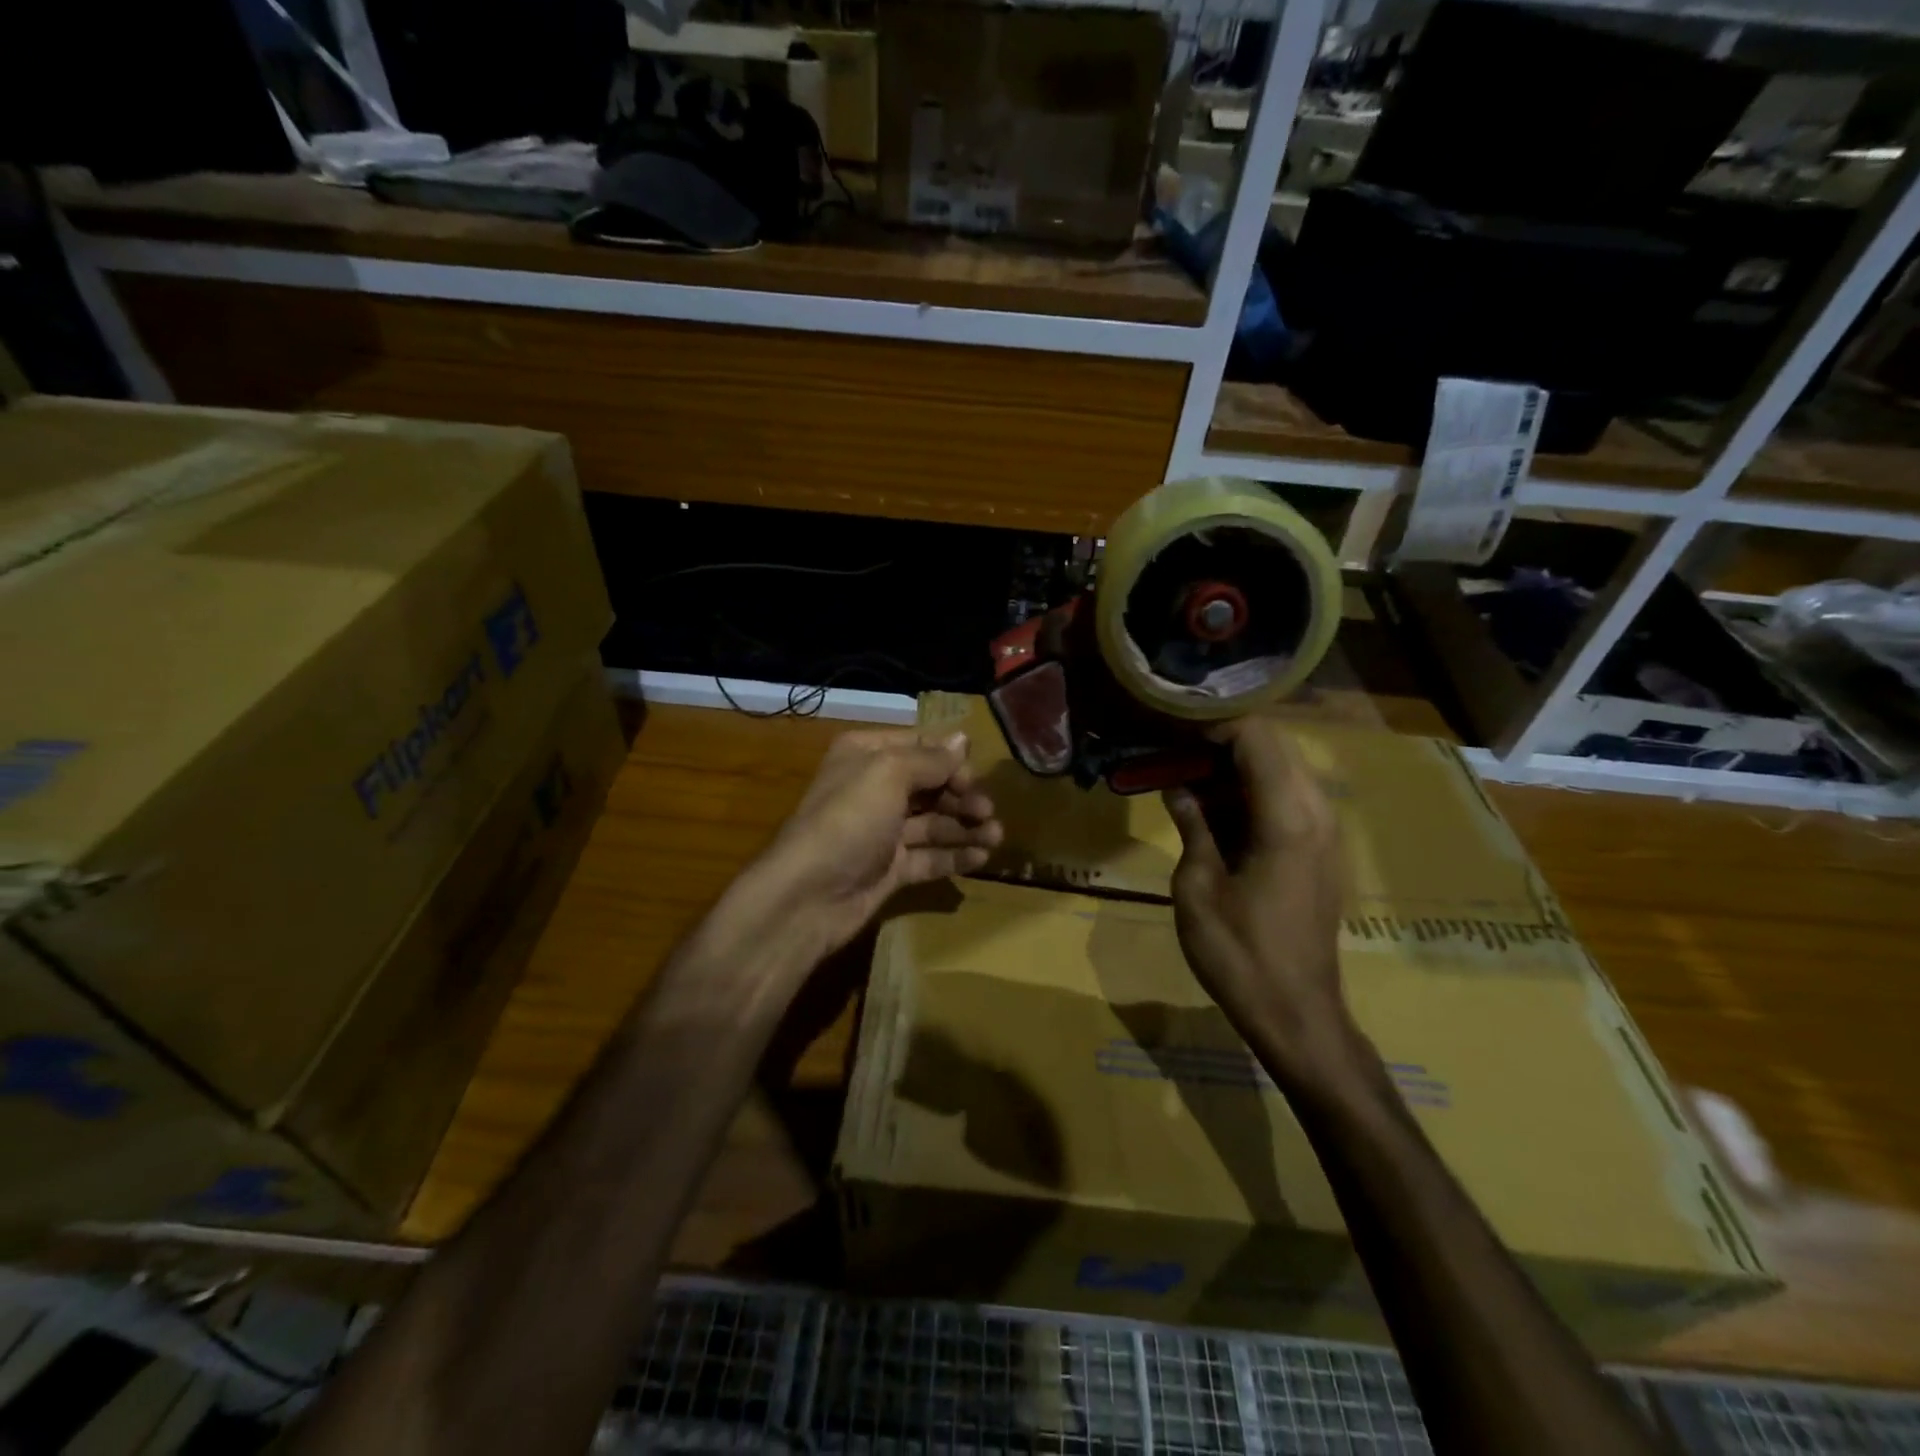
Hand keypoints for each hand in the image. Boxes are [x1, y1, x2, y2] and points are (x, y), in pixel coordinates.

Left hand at [750, 728, 1001, 958]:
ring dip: (965, 827)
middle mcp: (873, 789)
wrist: (808, 896)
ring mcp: (882, 832)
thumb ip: (930, 759)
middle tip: (988, 812)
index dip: (950, 760)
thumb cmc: (848, 820)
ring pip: (933, 823)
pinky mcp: (889, 869)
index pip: (919, 746)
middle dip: (962, 796)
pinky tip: (981, 859)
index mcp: (866, 756)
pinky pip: (928, 857)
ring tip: (996, 837)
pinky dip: (954, 856)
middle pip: (930, 785)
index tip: (976, 778)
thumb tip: (962, 739)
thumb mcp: (888, 774)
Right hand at [1163, 719, 1362, 1087]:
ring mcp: (1324, 832)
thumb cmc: (1239, 953)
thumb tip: (1178, 788)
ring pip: (1281, 771)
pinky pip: (1287, 799)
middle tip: (1172, 755)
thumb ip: (1192, 825)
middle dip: (1220, 743)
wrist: (1296, 1014)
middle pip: (1272, 747)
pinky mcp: (1320, 851)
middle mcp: (1315, 813)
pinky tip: (1213, 813)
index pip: (1256, 737)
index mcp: (1287, 817)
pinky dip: (1250, 793)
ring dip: (1234, 768)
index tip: (1170, 732)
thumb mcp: (1198, 886)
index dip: (1211, 725)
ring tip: (1185, 780)